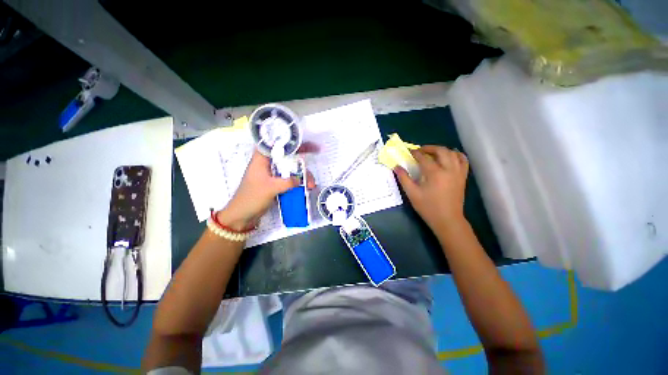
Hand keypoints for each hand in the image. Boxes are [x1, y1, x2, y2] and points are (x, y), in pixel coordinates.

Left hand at [217, 147, 315, 230]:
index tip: (308, 145)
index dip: (293, 142)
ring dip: (302, 176)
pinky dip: (298, 182)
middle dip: (303, 163)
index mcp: (261, 159)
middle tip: (313, 169)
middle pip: (288, 157)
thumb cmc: (251, 198)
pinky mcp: (275, 183)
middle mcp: (268, 164)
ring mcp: (272, 174)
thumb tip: (300, 180)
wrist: (242, 216)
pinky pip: (290, 179)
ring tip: (311, 186)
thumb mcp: (270, 188)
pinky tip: (306, 187)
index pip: (278, 144)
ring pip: (291, 169)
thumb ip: (287, 182)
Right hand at [394, 145, 468, 231]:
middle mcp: (448, 169)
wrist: (447, 220)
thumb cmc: (428, 207)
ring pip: (453, 153)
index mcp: (435, 173)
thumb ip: (404, 178)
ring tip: (433, 153)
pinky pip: (463, 160)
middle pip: (441, 151)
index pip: (424, 158)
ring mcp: (458, 172)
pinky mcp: (463, 177)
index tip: (409, 152)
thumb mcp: (412, 194)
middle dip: (429, 148)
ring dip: (442, 150)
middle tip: (420, 150)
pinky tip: (450, 156)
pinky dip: (456, 155)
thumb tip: (397, 167)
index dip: (415, 153)